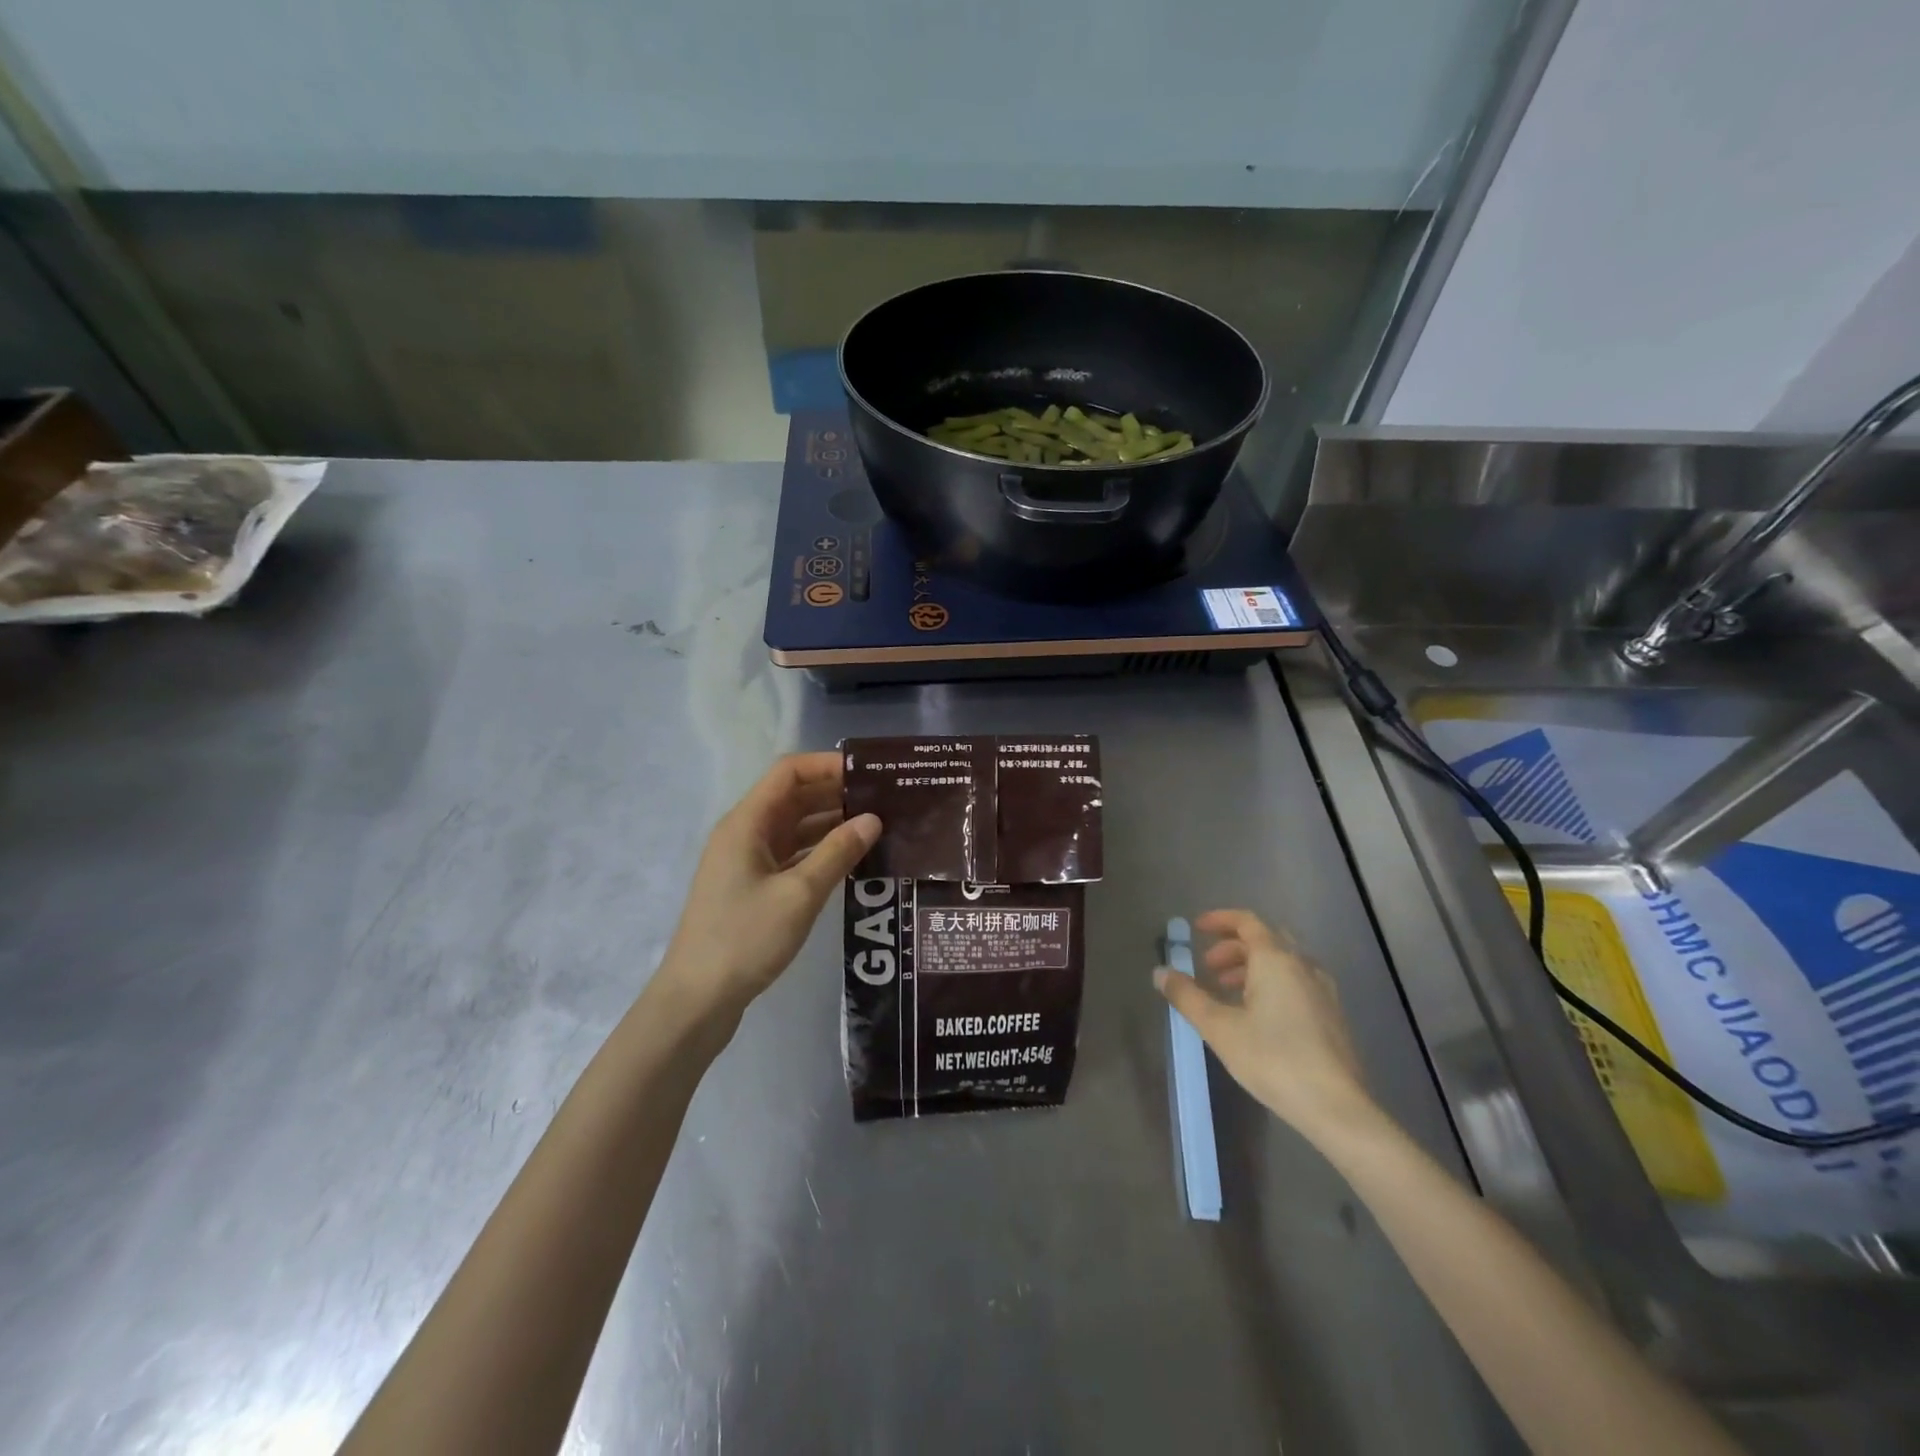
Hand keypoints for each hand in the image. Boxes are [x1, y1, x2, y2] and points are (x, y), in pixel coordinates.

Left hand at [655, 752, 880, 1026]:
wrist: (697, 999)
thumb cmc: (745, 938)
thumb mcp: (799, 894)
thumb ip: (837, 853)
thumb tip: (873, 820)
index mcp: (747, 823)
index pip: (789, 772)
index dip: (828, 765)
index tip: (870, 773)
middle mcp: (745, 833)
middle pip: (793, 797)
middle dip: (836, 793)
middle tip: (885, 799)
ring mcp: (747, 861)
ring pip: (795, 827)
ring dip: (831, 823)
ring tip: (878, 825)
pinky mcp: (753, 887)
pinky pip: (792, 854)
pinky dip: (820, 851)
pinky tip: (853, 859)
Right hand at [1154, 909, 1376, 1140]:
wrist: (1336, 1107)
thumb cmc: (1273, 1059)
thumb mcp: (1219, 1027)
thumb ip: (1187, 996)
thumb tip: (1160, 972)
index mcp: (1276, 960)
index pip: (1247, 922)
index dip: (1220, 920)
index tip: (1197, 928)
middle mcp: (1303, 966)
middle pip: (1266, 940)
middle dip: (1233, 947)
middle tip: (1208, 967)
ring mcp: (1323, 991)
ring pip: (1283, 963)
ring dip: (1252, 967)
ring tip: (1228, 992)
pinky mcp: (1332, 1016)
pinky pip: (1297, 982)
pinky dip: (1272, 984)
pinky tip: (1259, 1016)